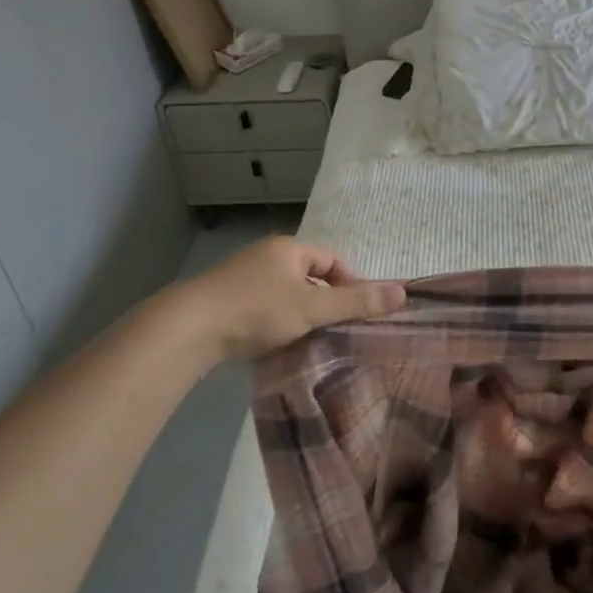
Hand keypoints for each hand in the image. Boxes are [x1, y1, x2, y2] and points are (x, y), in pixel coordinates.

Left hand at [164, 236, 405, 363]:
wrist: (189, 328)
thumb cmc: (257, 310)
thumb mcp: (312, 307)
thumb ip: (356, 302)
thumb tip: (402, 292)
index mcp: (289, 248)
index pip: (332, 259)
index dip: (349, 283)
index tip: (357, 312)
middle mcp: (266, 255)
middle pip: (308, 275)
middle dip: (325, 300)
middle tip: (335, 329)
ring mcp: (241, 276)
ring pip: (284, 292)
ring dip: (300, 312)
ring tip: (308, 340)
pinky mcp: (223, 299)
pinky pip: (262, 306)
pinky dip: (275, 321)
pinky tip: (275, 344)